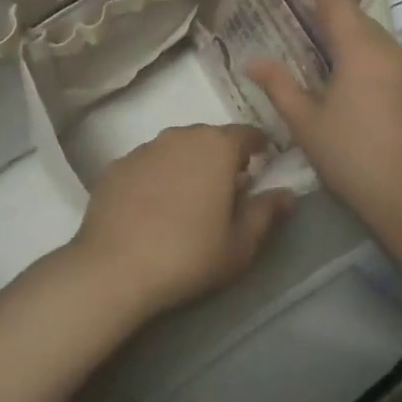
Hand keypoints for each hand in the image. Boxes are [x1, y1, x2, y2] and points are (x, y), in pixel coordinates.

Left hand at [71, 124, 294, 318]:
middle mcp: (181, 135)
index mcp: (217, 146)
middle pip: (210, 139)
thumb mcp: (240, 244)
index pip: (248, 134)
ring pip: (177, 149)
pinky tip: (151, 210)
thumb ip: (266, 213)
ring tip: (186, 202)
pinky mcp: (117, 165)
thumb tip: (287, 194)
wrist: (114, 268)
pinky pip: (147, 165)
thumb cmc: (189, 255)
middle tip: (225, 193)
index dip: (258, 149)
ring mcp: (145, 147)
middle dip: (221, 159)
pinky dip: (155, 178)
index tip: (262, 168)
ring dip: (187, 166)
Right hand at [245, 0, 401, 239]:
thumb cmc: (352, 158)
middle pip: (360, 17)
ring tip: (332, 43)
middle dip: (336, 7)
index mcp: (360, 50)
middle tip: (310, 9)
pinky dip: (373, 54)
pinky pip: (394, 58)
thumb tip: (252, 60)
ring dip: (356, 32)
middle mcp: (390, 50)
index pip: (337, 2)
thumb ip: (279, 85)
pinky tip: (362, 78)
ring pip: (380, 37)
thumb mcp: (306, 123)